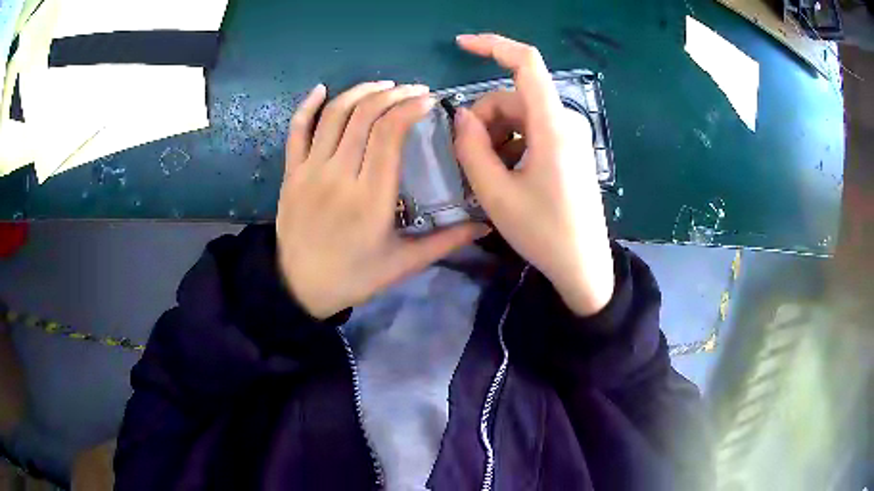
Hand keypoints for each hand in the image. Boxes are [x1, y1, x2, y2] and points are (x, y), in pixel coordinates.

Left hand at [277, 82, 487, 319]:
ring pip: (334, 115)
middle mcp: (338, 175)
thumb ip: (446, 241)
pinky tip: (323, 89)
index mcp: (370, 198)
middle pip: (364, 116)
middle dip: (393, 94)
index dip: (409, 109)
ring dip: (360, 92)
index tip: (428, 101)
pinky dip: (308, 105)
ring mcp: (309, 171)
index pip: (389, 134)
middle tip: (413, 90)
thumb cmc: (354, 277)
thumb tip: (486, 224)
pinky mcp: (290, 173)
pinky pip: (296, 130)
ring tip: (383, 86)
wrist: (298, 288)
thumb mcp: (403, 264)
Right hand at [453, 34, 613, 315]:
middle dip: (484, 119)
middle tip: (469, 159)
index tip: (461, 45)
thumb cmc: (543, 232)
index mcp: (552, 126)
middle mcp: (565, 122)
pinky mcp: (570, 150)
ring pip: (520, 116)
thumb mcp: (495, 193)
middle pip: (513, 97)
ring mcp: (571, 136)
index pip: (526, 63)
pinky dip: (512, 144)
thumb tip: (461, 115)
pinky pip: (533, 131)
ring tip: (488, 175)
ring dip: (496, 136)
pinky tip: (507, 175)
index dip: (493, 45)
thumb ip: (471, 147)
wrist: (583, 266)